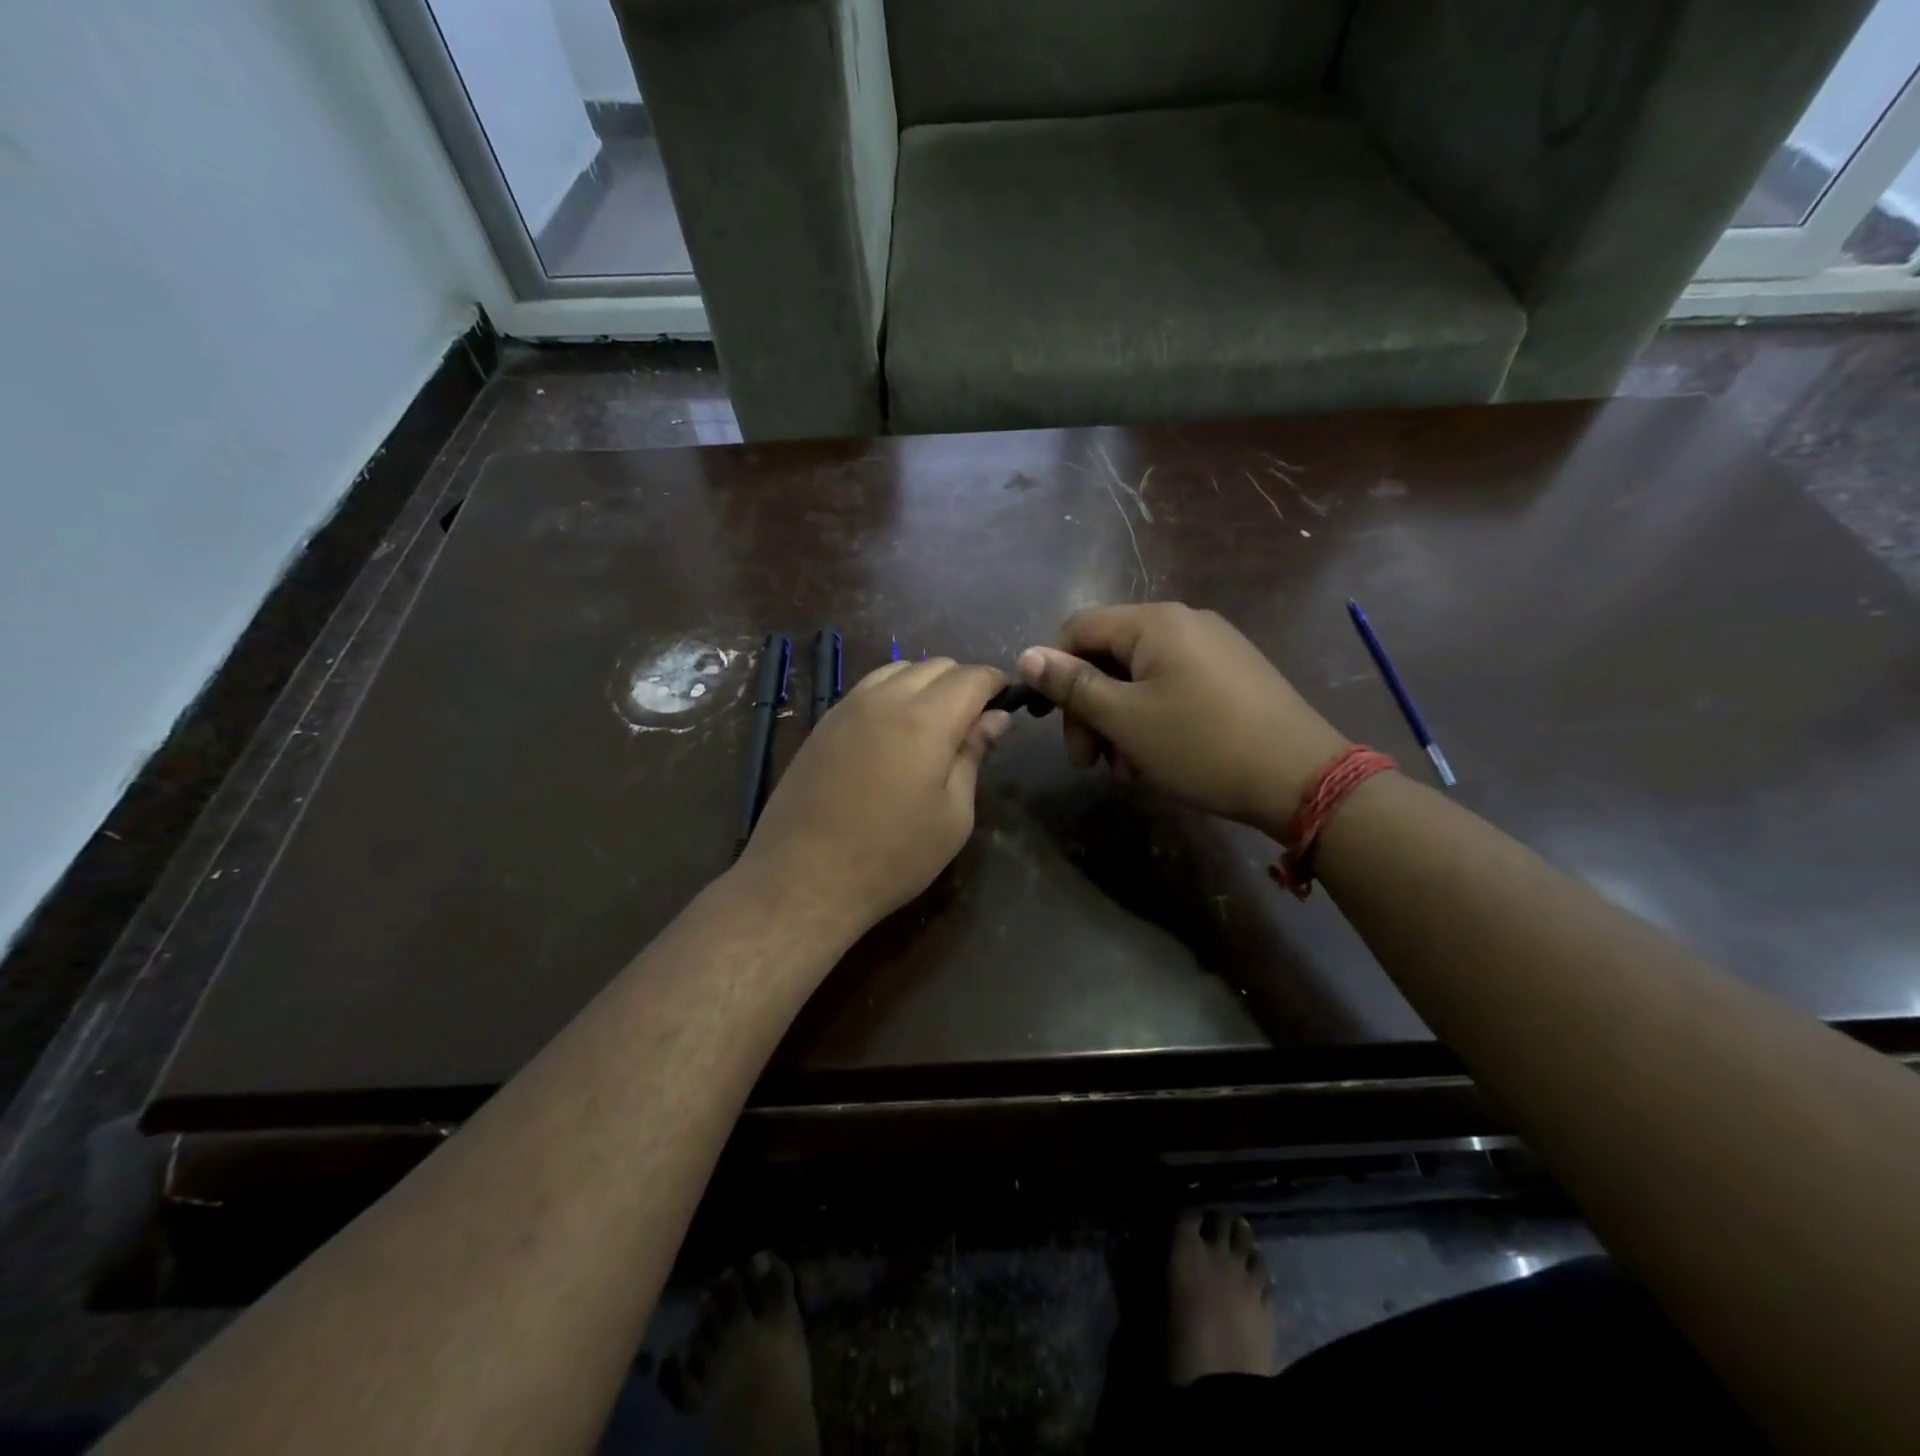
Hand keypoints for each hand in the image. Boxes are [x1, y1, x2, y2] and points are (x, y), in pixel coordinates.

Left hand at [738, 657, 1010, 934]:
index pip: (971, 677)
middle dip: (963, 683)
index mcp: (925, 720)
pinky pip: (868, 688)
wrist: (803, 877)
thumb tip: (996, 718)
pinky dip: (893, 693)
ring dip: (926, 684)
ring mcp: (848, 707)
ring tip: (934, 724)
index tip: (1008, 702)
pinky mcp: (824, 724)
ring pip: (898, 669)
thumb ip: (973, 756)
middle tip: (974, 722)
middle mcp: (885, 699)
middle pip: (935, 666)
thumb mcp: (952, 815)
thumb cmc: (892, 856)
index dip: (996, 683)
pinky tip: (894, 731)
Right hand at [1017, 603, 1349, 838]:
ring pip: (1139, 677)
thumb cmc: (1201, 745)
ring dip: (1117, 720)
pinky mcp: (1232, 675)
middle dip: (1088, 707)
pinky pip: (1172, 686)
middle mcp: (1184, 622)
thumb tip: (1027, 656)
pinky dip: (1150, 718)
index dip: (1053, 669)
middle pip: (1109, 654)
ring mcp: (1213, 647)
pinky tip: (1155, 760)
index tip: (1048, 720)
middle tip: (1087, 761)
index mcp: (1154, 622)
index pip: (1079, 627)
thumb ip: (1073, 685)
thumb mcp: (1125, 719)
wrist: (1301, 778)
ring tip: (1124, 769)